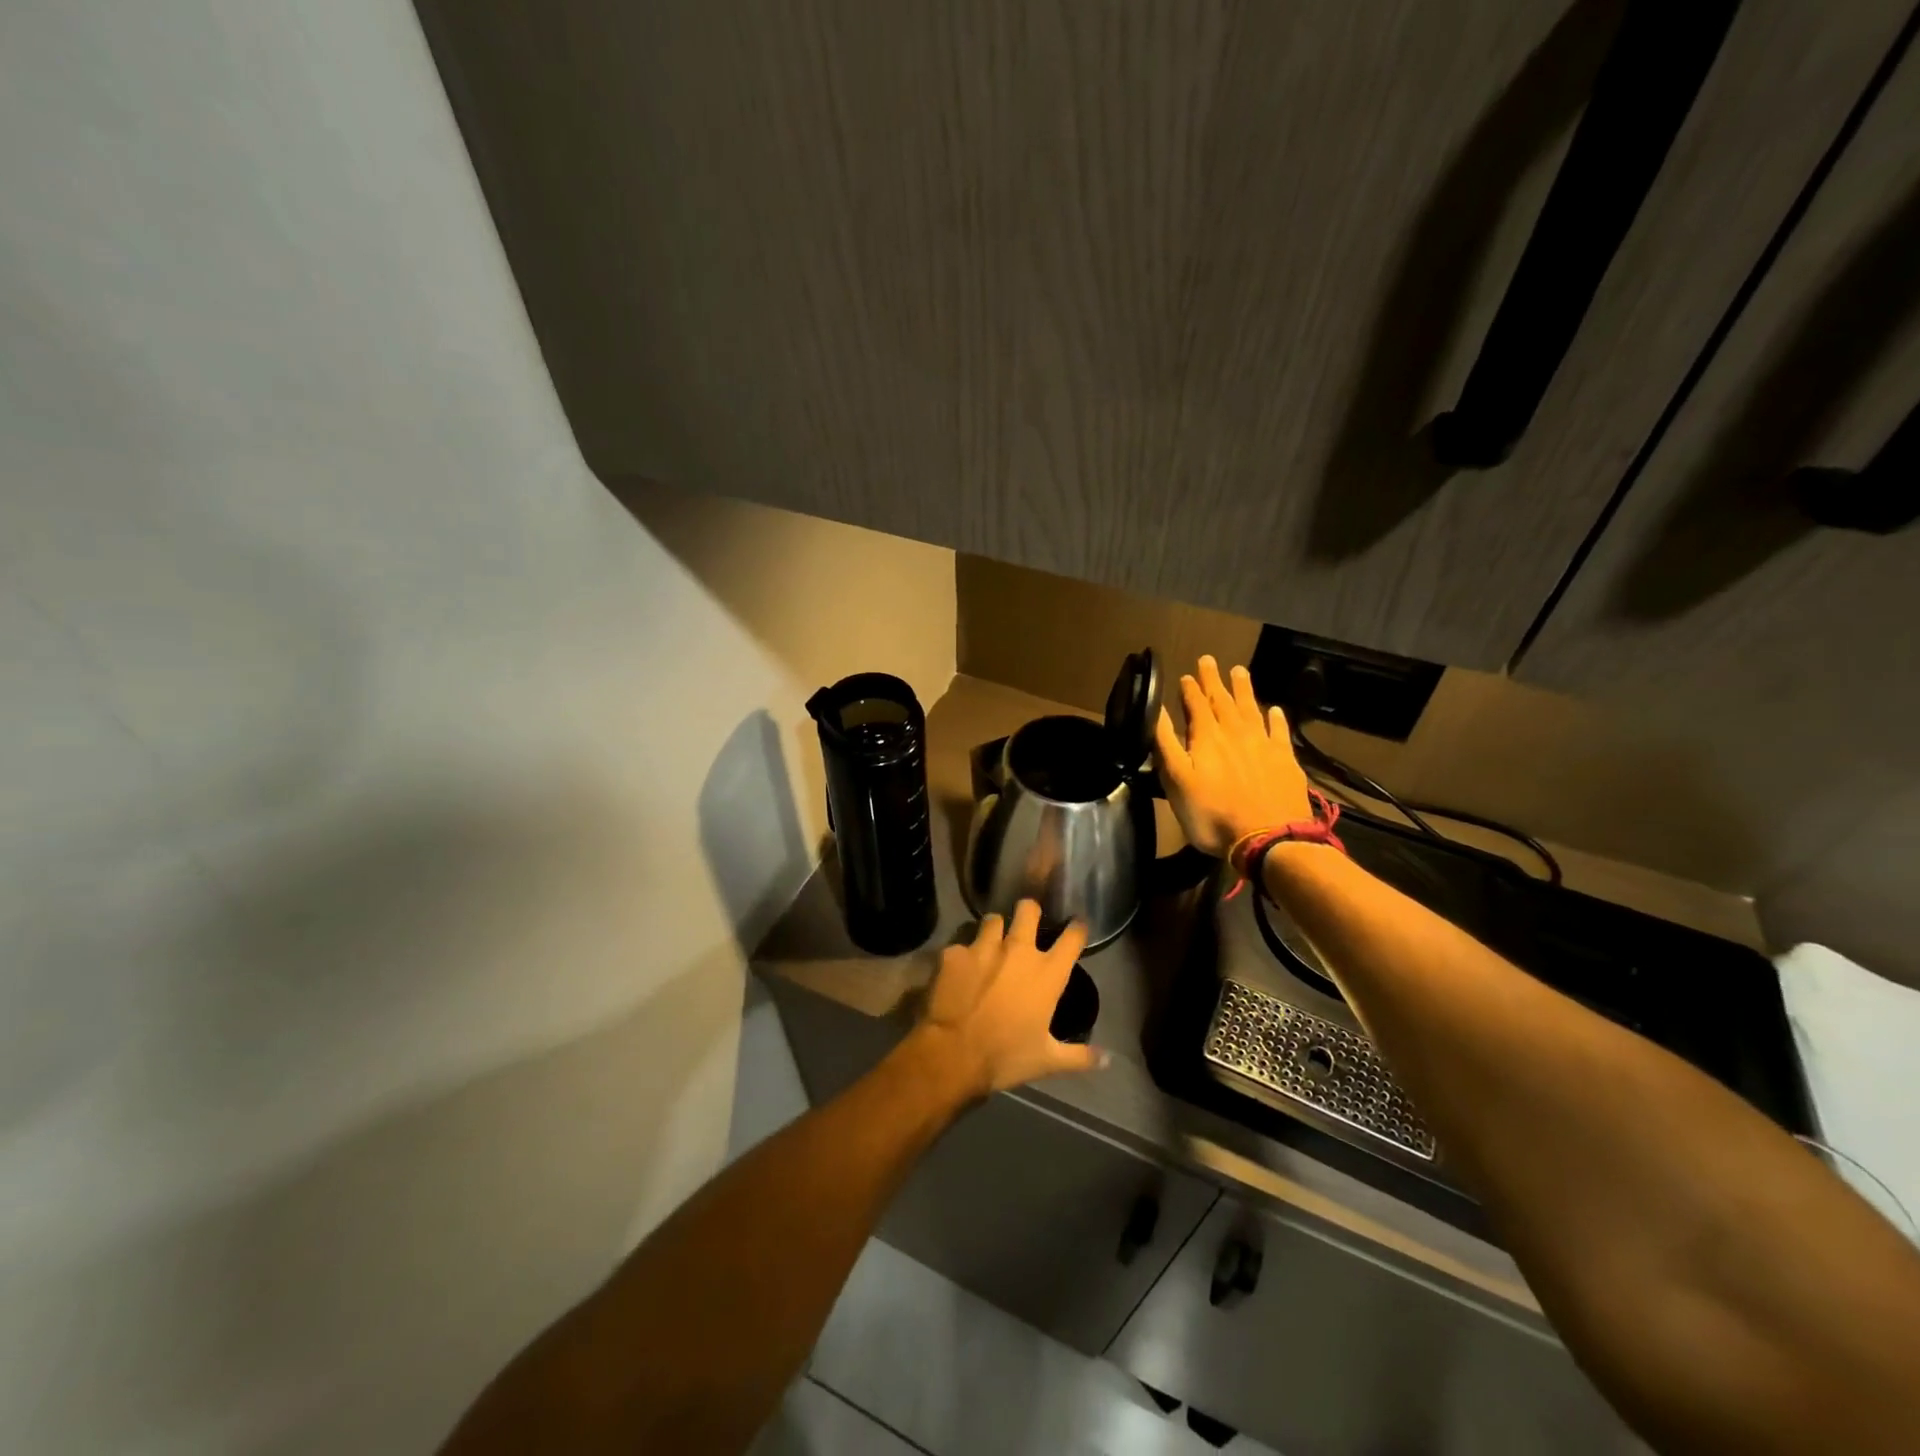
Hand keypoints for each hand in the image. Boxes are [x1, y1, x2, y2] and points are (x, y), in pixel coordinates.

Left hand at [915, 899, 1106, 1097]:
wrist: (954, 1054)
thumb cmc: (1007, 1056)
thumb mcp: (1048, 1061)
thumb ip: (1080, 1056)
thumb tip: (1109, 1060)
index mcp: (1047, 973)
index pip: (1073, 937)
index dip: (1077, 928)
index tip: (1077, 925)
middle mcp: (1018, 950)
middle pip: (1028, 909)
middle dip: (1029, 910)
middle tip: (1026, 921)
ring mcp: (983, 947)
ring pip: (992, 919)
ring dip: (994, 929)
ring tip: (990, 942)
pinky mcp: (954, 953)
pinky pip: (960, 945)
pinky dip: (961, 955)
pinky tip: (958, 969)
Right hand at [1154, 655, 1312, 856]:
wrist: (1268, 838)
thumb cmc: (1212, 813)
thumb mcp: (1176, 781)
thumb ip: (1166, 743)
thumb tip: (1156, 710)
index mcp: (1206, 737)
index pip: (1195, 704)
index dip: (1189, 689)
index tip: (1186, 675)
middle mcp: (1235, 733)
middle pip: (1223, 700)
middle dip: (1214, 680)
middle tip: (1209, 660)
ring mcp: (1263, 745)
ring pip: (1251, 708)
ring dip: (1243, 689)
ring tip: (1239, 671)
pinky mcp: (1285, 761)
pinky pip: (1279, 731)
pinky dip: (1276, 718)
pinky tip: (1274, 710)